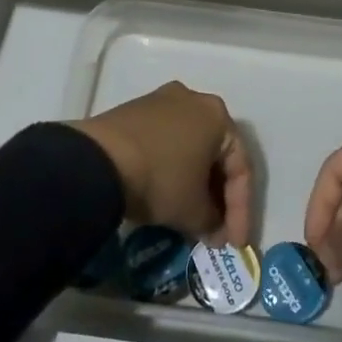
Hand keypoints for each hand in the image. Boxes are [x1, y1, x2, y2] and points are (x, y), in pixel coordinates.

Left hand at [74, 82, 252, 247]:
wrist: (99, 160)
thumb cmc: (160, 179)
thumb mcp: (193, 210)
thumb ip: (213, 223)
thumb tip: (215, 232)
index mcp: (217, 115)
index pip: (241, 168)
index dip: (242, 210)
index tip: (236, 242)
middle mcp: (194, 99)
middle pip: (215, 154)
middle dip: (218, 196)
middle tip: (216, 230)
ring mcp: (162, 101)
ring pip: (190, 147)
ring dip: (195, 183)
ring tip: (192, 217)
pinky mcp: (136, 110)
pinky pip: (166, 142)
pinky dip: (172, 168)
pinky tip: (166, 195)